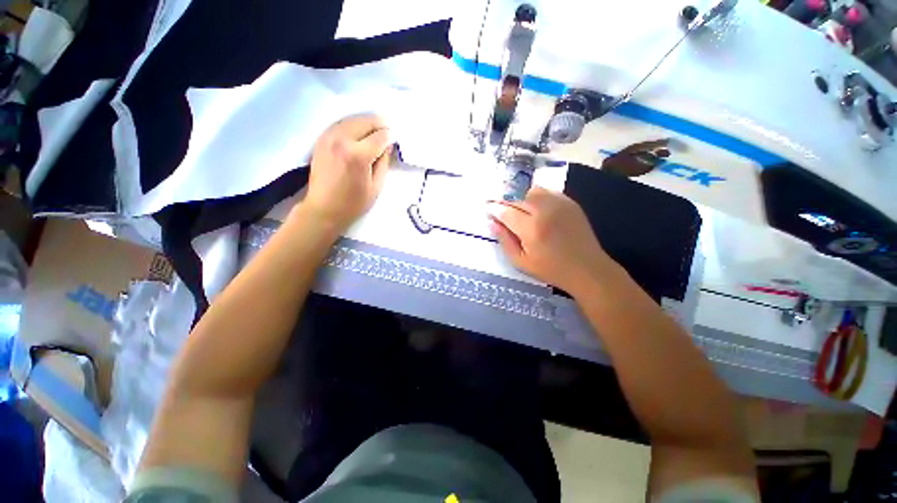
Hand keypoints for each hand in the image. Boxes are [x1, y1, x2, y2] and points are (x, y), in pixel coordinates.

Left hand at [300, 114, 392, 230]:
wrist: (324, 208)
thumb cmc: (354, 203)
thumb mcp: (376, 186)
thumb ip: (383, 163)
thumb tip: (387, 146)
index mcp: (358, 155)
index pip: (380, 136)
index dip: (390, 137)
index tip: (394, 140)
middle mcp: (342, 140)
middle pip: (365, 121)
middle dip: (379, 125)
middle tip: (387, 132)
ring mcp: (329, 137)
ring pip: (352, 119)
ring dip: (366, 123)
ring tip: (375, 131)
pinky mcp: (321, 139)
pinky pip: (340, 124)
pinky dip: (352, 125)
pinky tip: (358, 133)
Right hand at [488, 186, 616, 293]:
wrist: (587, 268)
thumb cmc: (550, 269)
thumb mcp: (521, 262)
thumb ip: (504, 241)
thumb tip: (492, 223)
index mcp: (531, 229)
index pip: (506, 212)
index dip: (494, 209)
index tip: (487, 209)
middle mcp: (544, 211)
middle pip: (517, 198)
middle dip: (505, 202)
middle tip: (500, 209)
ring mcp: (559, 204)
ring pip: (532, 191)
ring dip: (521, 198)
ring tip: (519, 209)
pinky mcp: (570, 203)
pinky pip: (547, 192)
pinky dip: (537, 197)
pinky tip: (536, 208)